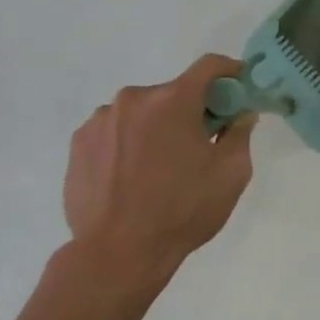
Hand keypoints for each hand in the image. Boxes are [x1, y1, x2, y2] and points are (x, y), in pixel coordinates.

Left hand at [63, 54, 256, 284]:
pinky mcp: (78, 144)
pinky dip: (128, 144)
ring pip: (140, 113)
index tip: (239, 86)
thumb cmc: (183, 210)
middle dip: (190, 111)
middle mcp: (133, 99)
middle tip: (200, 144)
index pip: (208, 67)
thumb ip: (240, 134)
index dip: (229, 71)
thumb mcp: (231, 174)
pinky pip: (114, 133)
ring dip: (156, 128)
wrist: (118, 253)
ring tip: (159, 169)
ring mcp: (100, 120)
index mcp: (173, 100)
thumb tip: (241, 114)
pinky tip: (132, 177)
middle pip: (172, 93)